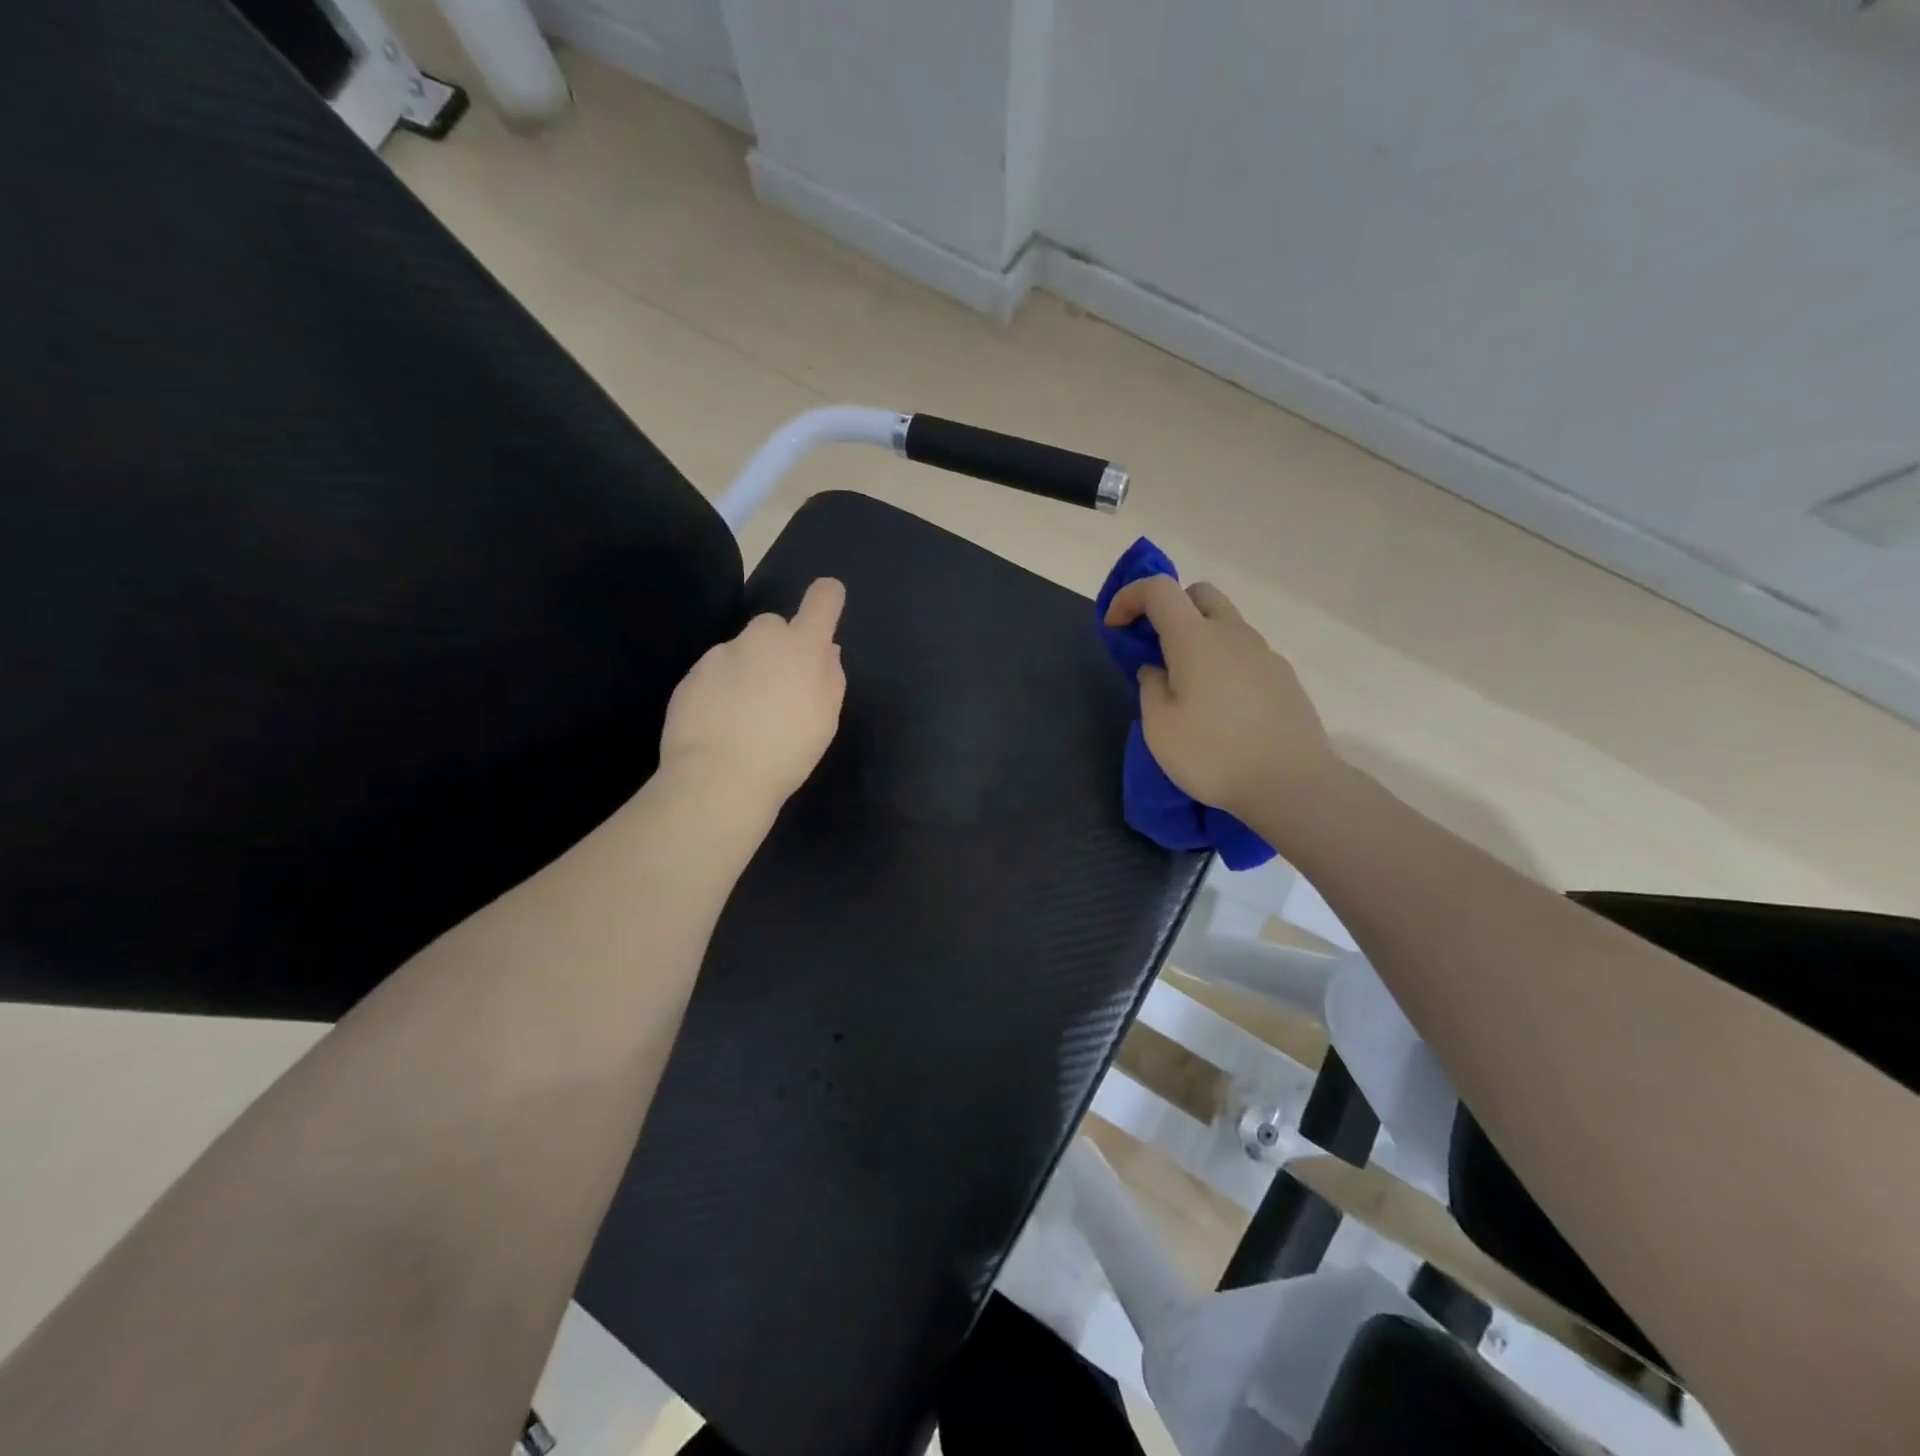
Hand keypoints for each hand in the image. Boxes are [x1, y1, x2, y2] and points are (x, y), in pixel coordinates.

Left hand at [659, 577, 846, 812]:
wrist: (719, 777)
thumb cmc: (788, 750)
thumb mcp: (826, 718)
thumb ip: (830, 676)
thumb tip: (827, 650)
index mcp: (802, 646)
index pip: (822, 601)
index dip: (828, 597)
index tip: (828, 601)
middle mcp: (760, 639)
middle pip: (773, 625)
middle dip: (779, 647)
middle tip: (780, 688)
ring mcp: (720, 654)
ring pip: (740, 651)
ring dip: (747, 671)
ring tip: (747, 716)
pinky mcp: (691, 675)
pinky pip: (714, 674)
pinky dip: (721, 691)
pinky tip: (722, 725)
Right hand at [1104, 576, 1333, 821]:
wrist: (1292, 783)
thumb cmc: (1214, 755)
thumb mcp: (1159, 728)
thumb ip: (1150, 688)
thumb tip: (1157, 670)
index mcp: (1196, 639)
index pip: (1158, 589)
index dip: (1129, 597)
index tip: (1115, 627)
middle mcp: (1233, 634)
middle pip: (1199, 594)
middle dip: (1169, 608)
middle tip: (1155, 648)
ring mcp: (1264, 653)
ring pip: (1225, 623)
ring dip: (1198, 637)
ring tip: (1187, 685)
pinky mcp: (1284, 677)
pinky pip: (1245, 653)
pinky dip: (1223, 661)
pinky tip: (1221, 705)